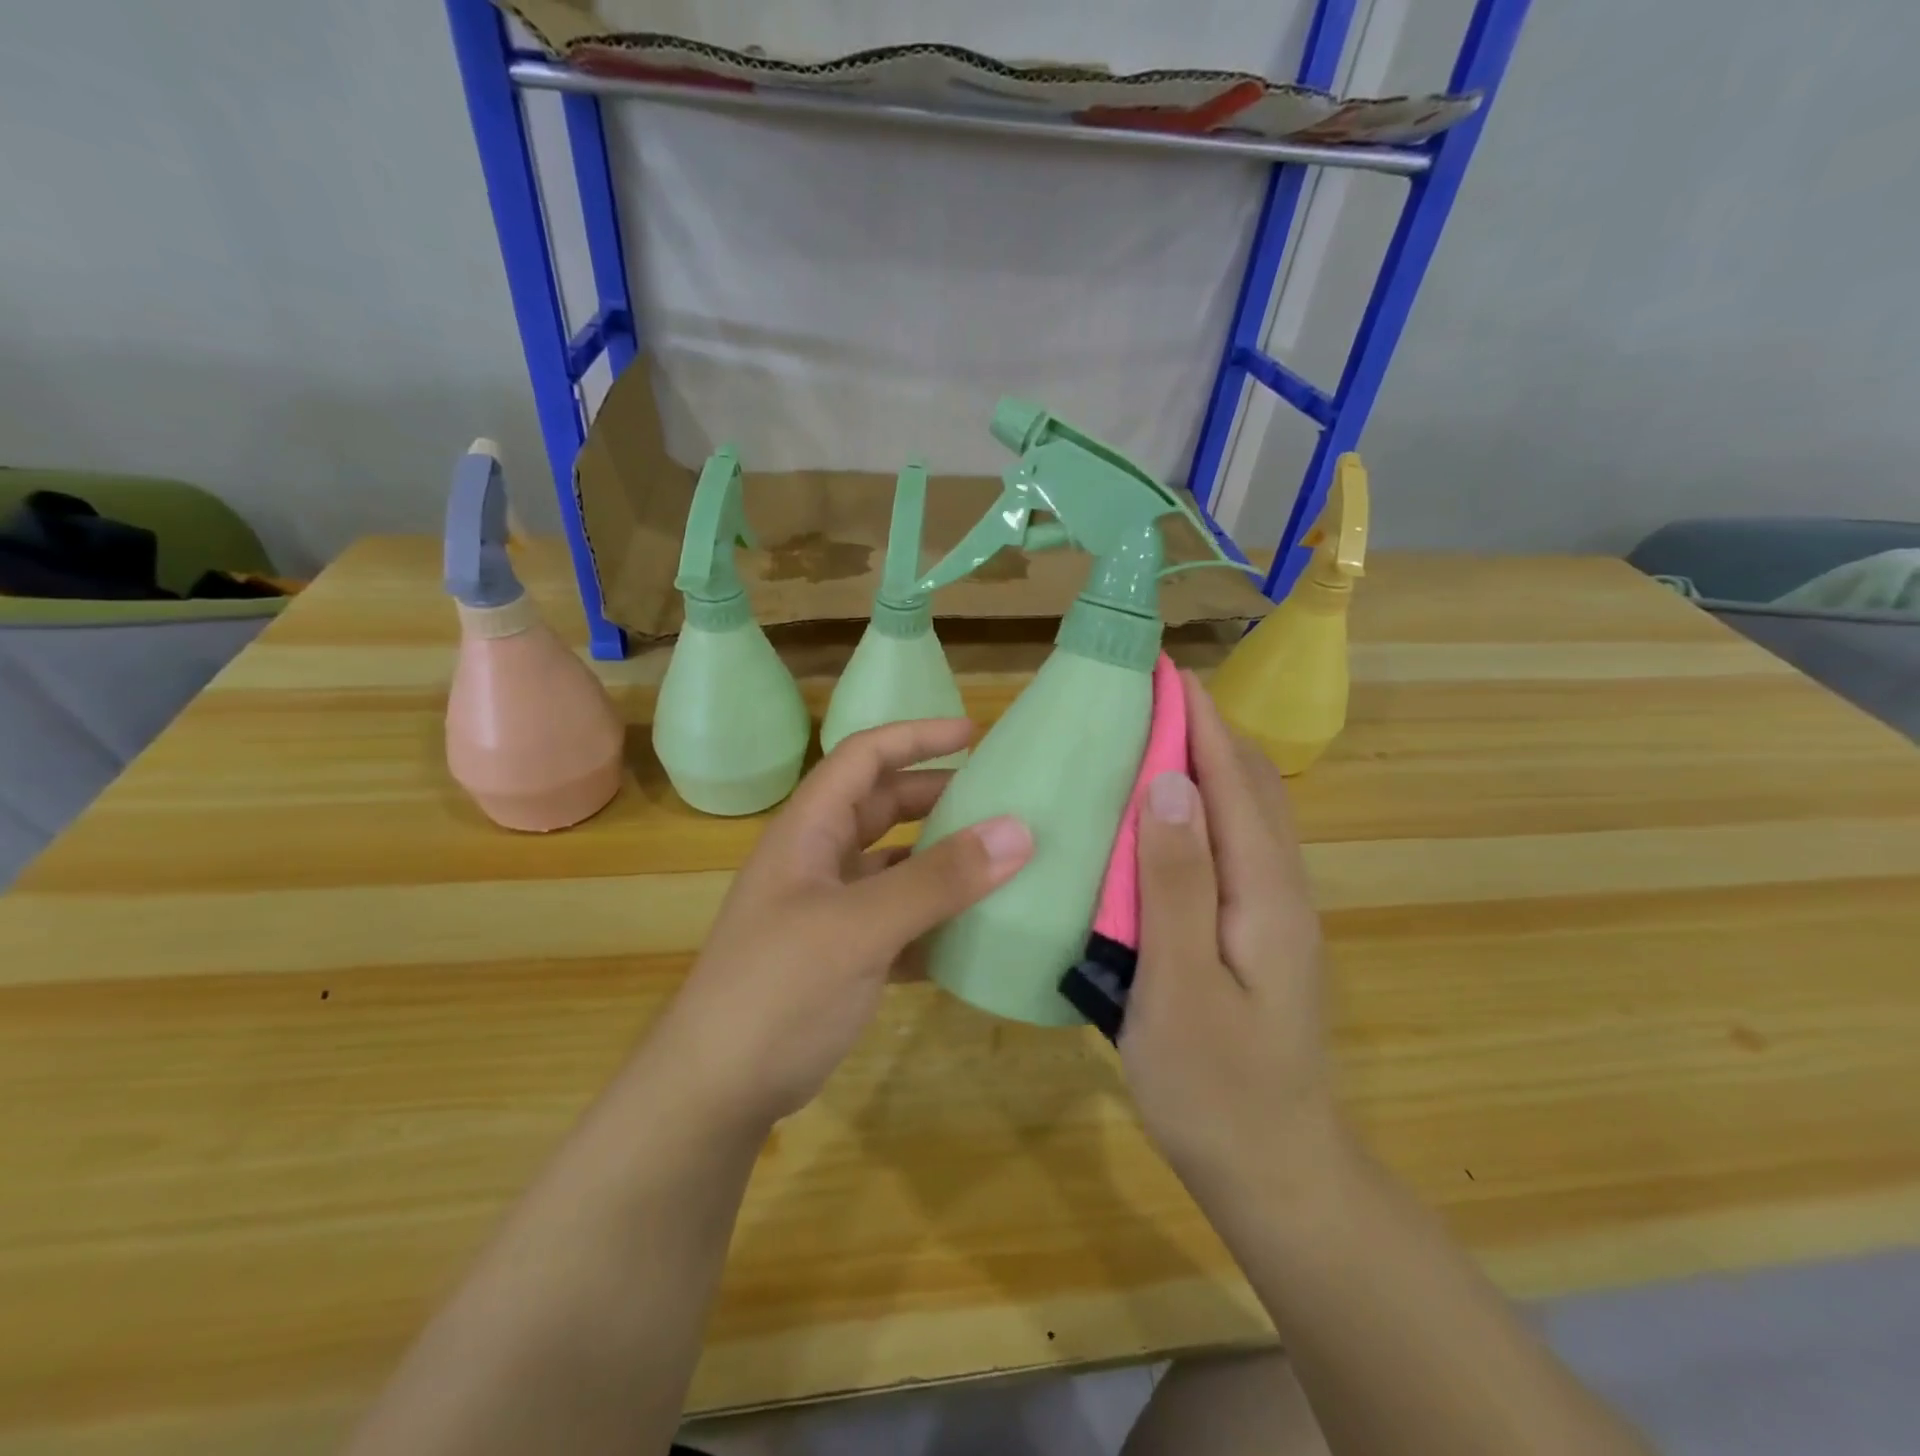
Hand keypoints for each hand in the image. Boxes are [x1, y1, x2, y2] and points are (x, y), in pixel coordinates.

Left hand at [654, 718, 1032, 1133]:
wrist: (717, 1090)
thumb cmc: (778, 989)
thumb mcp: (859, 928)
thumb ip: (938, 880)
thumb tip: (1018, 831)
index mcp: (808, 831)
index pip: (863, 757)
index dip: (916, 737)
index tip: (973, 734)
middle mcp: (818, 860)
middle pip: (883, 807)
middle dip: (937, 797)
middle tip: (999, 799)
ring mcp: (829, 910)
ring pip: (895, 866)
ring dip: (941, 861)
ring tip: (1001, 860)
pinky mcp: (844, 955)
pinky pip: (899, 920)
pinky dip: (934, 918)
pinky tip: (975, 930)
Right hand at [1120, 672, 1345, 1204]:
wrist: (1277, 1174)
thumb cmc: (1216, 1088)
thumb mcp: (1181, 987)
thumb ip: (1176, 884)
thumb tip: (1167, 782)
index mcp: (1265, 893)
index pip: (1235, 781)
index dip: (1200, 721)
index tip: (1162, 670)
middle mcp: (1281, 889)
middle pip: (1253, 786)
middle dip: (1208, 728)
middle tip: (1150, 693)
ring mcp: (1275, 913)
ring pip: (1248, 813)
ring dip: (1209, 761)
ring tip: (1156, 732)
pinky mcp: (1258, 933)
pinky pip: (1235, 845)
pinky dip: (1206, 805)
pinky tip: (1167, 813)